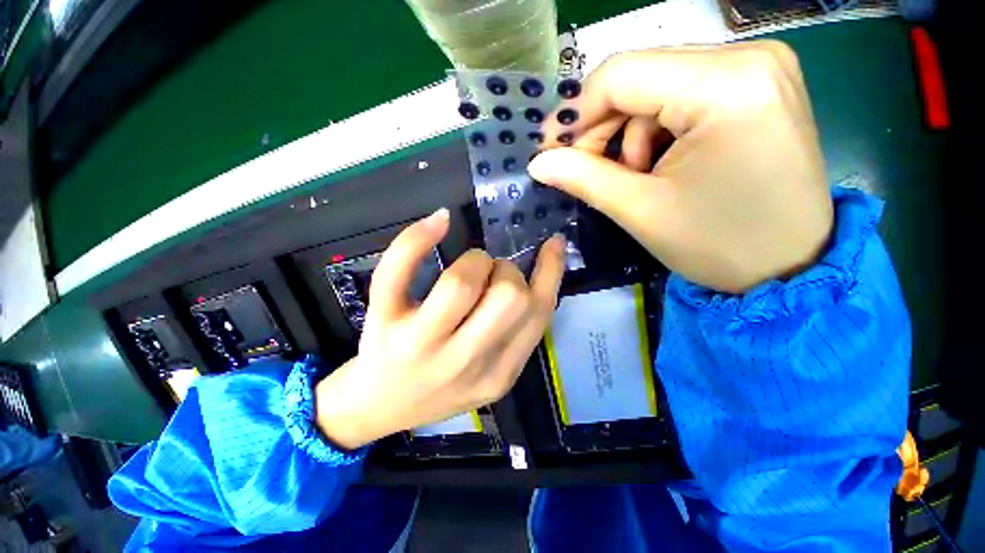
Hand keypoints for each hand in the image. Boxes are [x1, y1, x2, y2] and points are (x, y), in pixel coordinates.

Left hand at [314, 209, 565, 449]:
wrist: (380, 407)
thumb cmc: (440, 391)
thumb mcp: (494, 375)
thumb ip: (519, 334)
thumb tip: (539, 269)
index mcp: (498, 373)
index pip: (538, 314)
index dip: (551, 270)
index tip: (553, 244)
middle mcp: (463, 361)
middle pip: (507, 294)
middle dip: (506, 273)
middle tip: (491, 279)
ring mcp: (418, 342)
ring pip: (462, 281)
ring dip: (475, 261)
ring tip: (468, 269)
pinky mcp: (383, 321)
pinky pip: (399, 270)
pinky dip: (419, 238)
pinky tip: (439, 223)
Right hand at [529, 41, 832, 292]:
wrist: (791, 266)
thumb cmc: (718, 245)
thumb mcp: (640, 210)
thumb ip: (582, 177)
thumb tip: (538, 163)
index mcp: (726, 84)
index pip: (620, 75)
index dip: (573, 113)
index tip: (549, 150)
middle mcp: (748, 57)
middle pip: (640, 77)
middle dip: (601, 127)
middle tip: (584, 169)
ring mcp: (759, 68)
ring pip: (657, 87)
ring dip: (629, 133)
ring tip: (632, 177)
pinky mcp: (758, 86)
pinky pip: (683, 95)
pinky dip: (657, 129)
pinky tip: (660, 165)